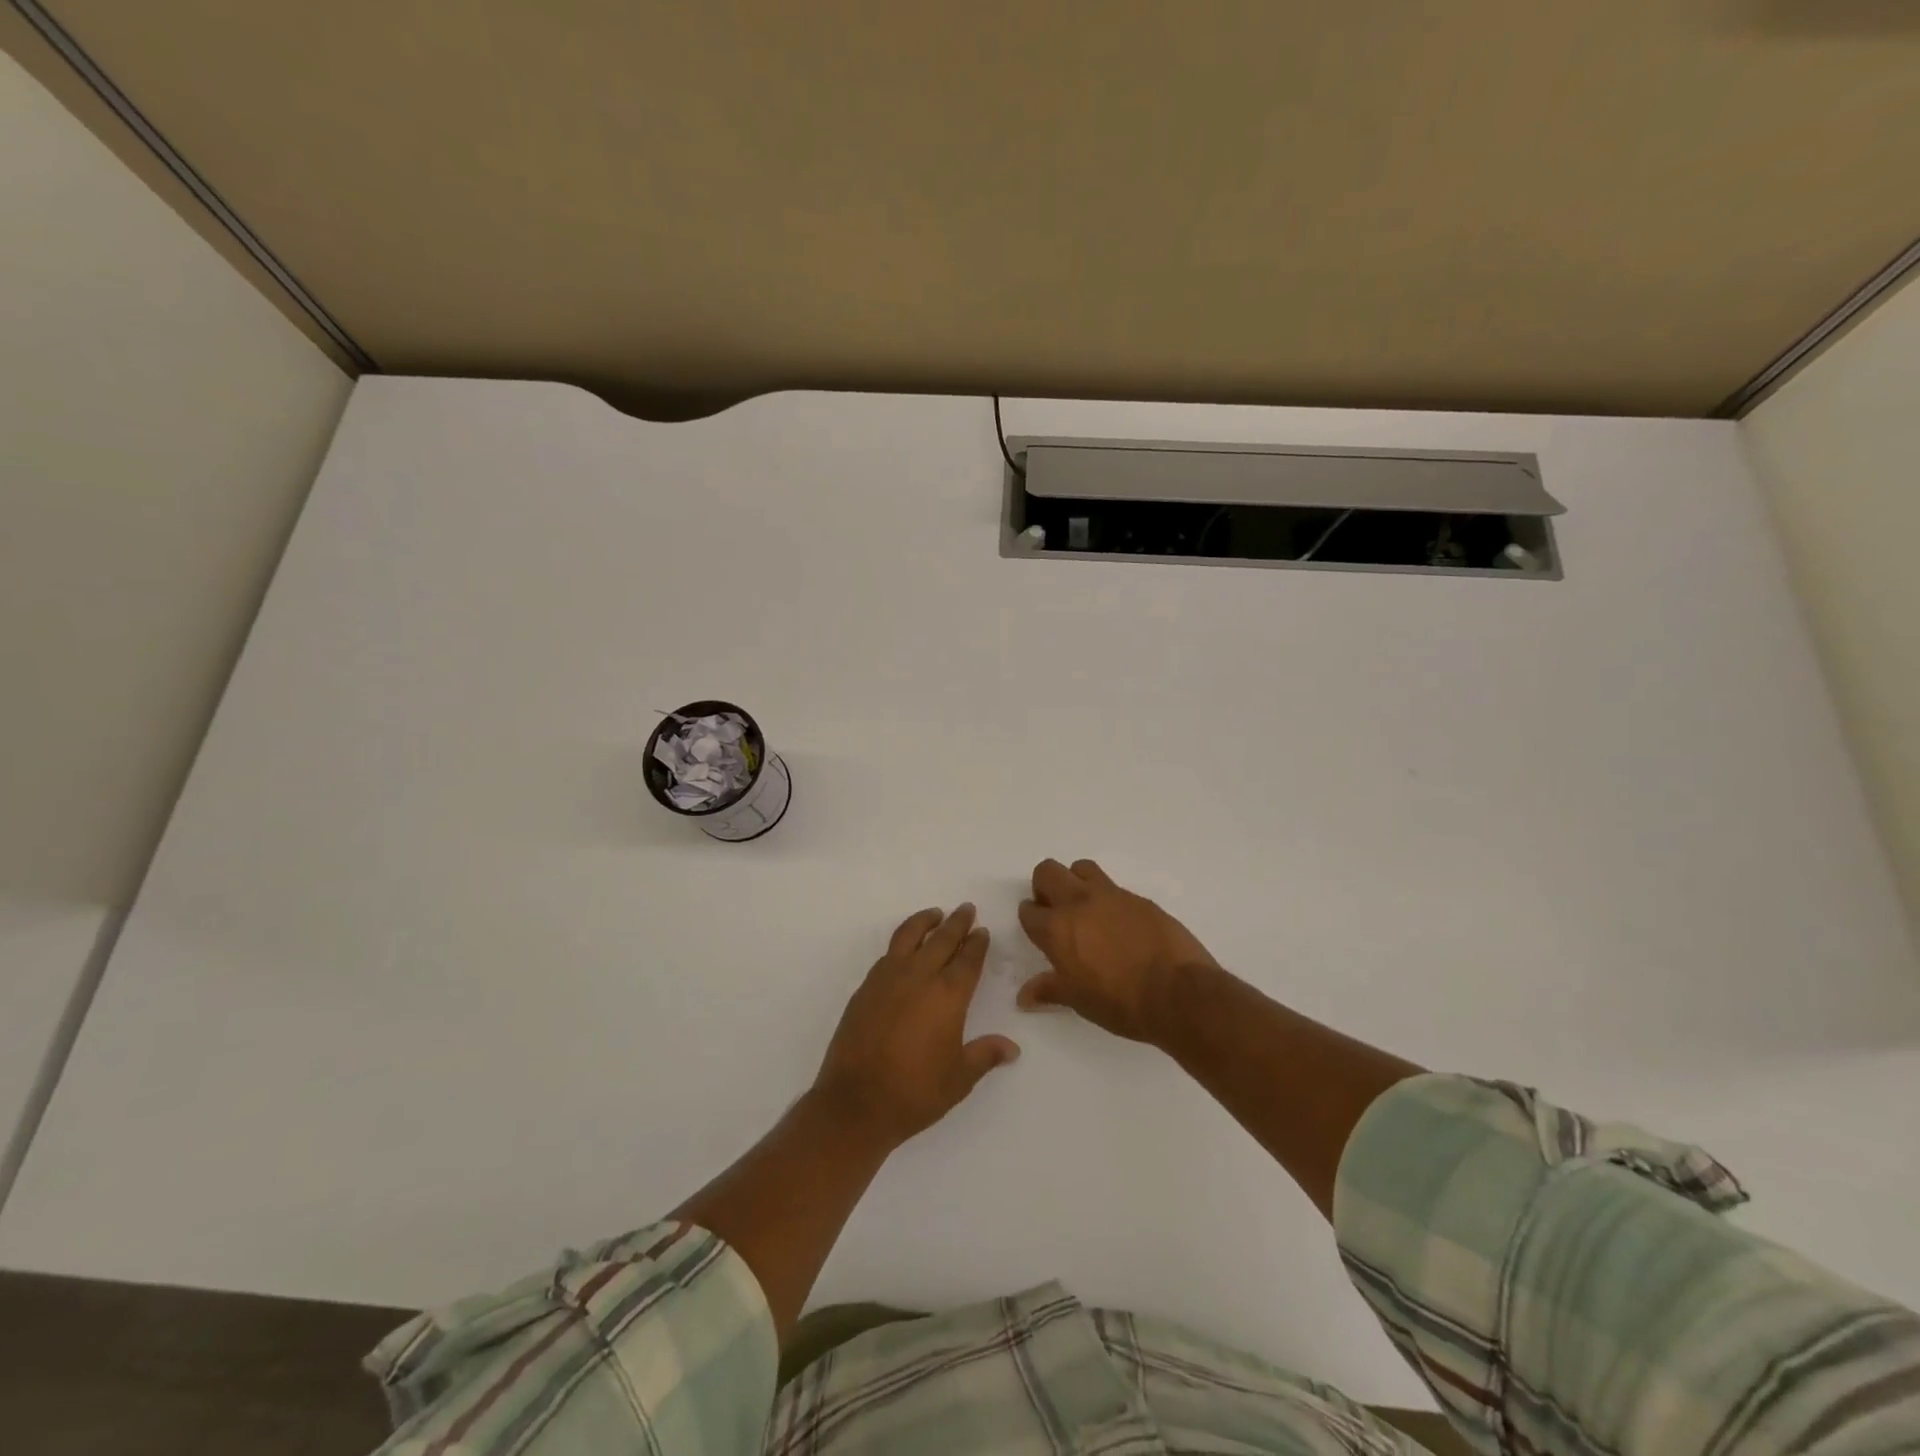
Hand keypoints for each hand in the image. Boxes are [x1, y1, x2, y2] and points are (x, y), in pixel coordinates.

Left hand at [812, 904, 1019, 1148]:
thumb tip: (1012, 1048)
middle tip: (966, 909)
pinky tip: (904, 948)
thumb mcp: (959, 1078)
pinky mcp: (865, 988)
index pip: (968, 959)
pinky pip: (888, 954)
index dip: (977, 943)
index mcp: (948, 995)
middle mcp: (919, 977)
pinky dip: (901, 942)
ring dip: (925, 921)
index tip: (982, 930)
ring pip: (909, 936)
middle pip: (941, 939)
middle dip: (957, 922)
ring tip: (935, 914)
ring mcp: (888, 979)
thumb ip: (985, 1055)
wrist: (856, 1103)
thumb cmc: (915, 1092)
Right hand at [1016, 859, 1218, 1043]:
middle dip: (1045, 887)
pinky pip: (1114, 887)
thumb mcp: (1080, 1001)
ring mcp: (1111, 896)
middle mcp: (1079, 903)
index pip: (1029, 911)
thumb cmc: (1120, 1003)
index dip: (1031, 919)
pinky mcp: (1139, 898)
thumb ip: (1050, 990)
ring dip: (1076, 882)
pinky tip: (1120, 924)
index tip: (1039, 932)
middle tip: (1056, 912)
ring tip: (1086, 910)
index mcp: (1057, 929)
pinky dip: (1108, 899)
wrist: (1178, 993)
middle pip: (1047, 872)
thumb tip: (1024, 996)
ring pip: (1081, 868)